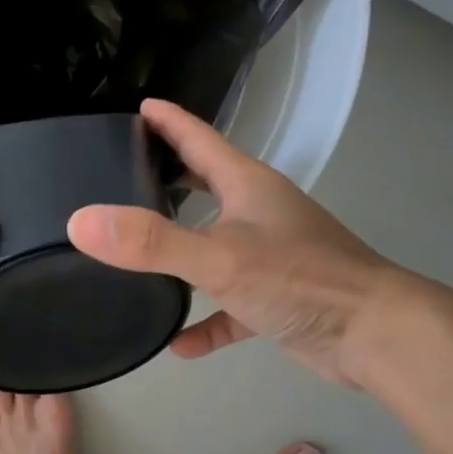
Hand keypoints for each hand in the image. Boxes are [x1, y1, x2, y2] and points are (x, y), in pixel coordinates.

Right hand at [67, 99, 390, 385]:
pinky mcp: (275, 301)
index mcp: (248, 186)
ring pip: (214, 249)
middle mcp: (259, 215)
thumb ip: (151, 242)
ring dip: (181, 256)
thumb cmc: (300, 279)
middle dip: (169, 182)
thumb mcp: (218, 257)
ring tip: (136, 261)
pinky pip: (228, 308)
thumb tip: (81, 222)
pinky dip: (204, 322)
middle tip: (123, 181)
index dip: (168, 122)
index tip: (137, 108)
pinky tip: (176, 345)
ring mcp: (269, 259)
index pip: (200, 140)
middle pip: (206, 189)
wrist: (371, 333)